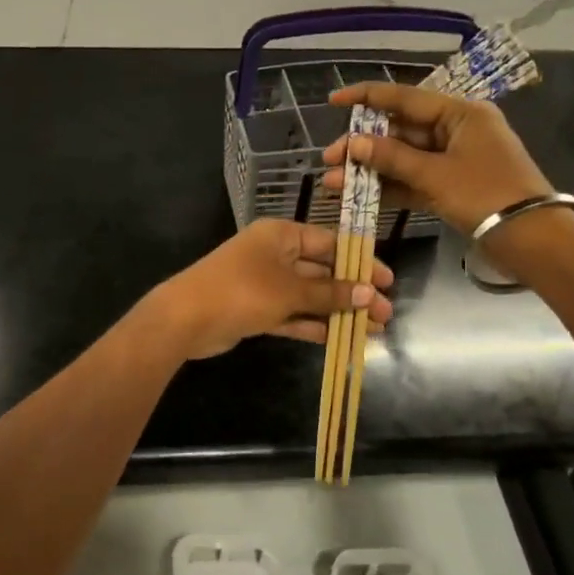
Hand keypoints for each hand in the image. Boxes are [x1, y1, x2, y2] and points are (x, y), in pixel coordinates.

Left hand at [146, 219, 393, 359]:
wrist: (185, 318)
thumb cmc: (241, 291)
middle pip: (323, 271)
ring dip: (338, 312)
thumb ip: (329, 293)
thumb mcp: (289, 290)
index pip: (330, 243)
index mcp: (282, 235)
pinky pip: (293, 315)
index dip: (361, 262)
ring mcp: (265, 284)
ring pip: (310, 296)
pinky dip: (314, 325)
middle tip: (386, 314)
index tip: (387, 282)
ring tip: (372, 330)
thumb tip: (369, 294)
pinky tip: (340, 339)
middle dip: (354, 292)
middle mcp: (275, 255)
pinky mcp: (257, 310)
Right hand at [320, 83, 550, 233]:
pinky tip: (359, 195)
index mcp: (460, 113)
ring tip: (334, 182)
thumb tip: (354, 144)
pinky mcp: (452, 186)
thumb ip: (392, 158)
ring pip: (404, 158)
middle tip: (329, 159)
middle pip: (400, 130)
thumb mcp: (435, 175)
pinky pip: (414, 180)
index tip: (334, 101)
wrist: (530, 238)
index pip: (405, 98)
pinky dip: (389, 187)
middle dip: (363, 146)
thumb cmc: (486, 195)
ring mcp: (454, 159)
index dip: (366, 97)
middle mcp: (457, 130)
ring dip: (371, 170)